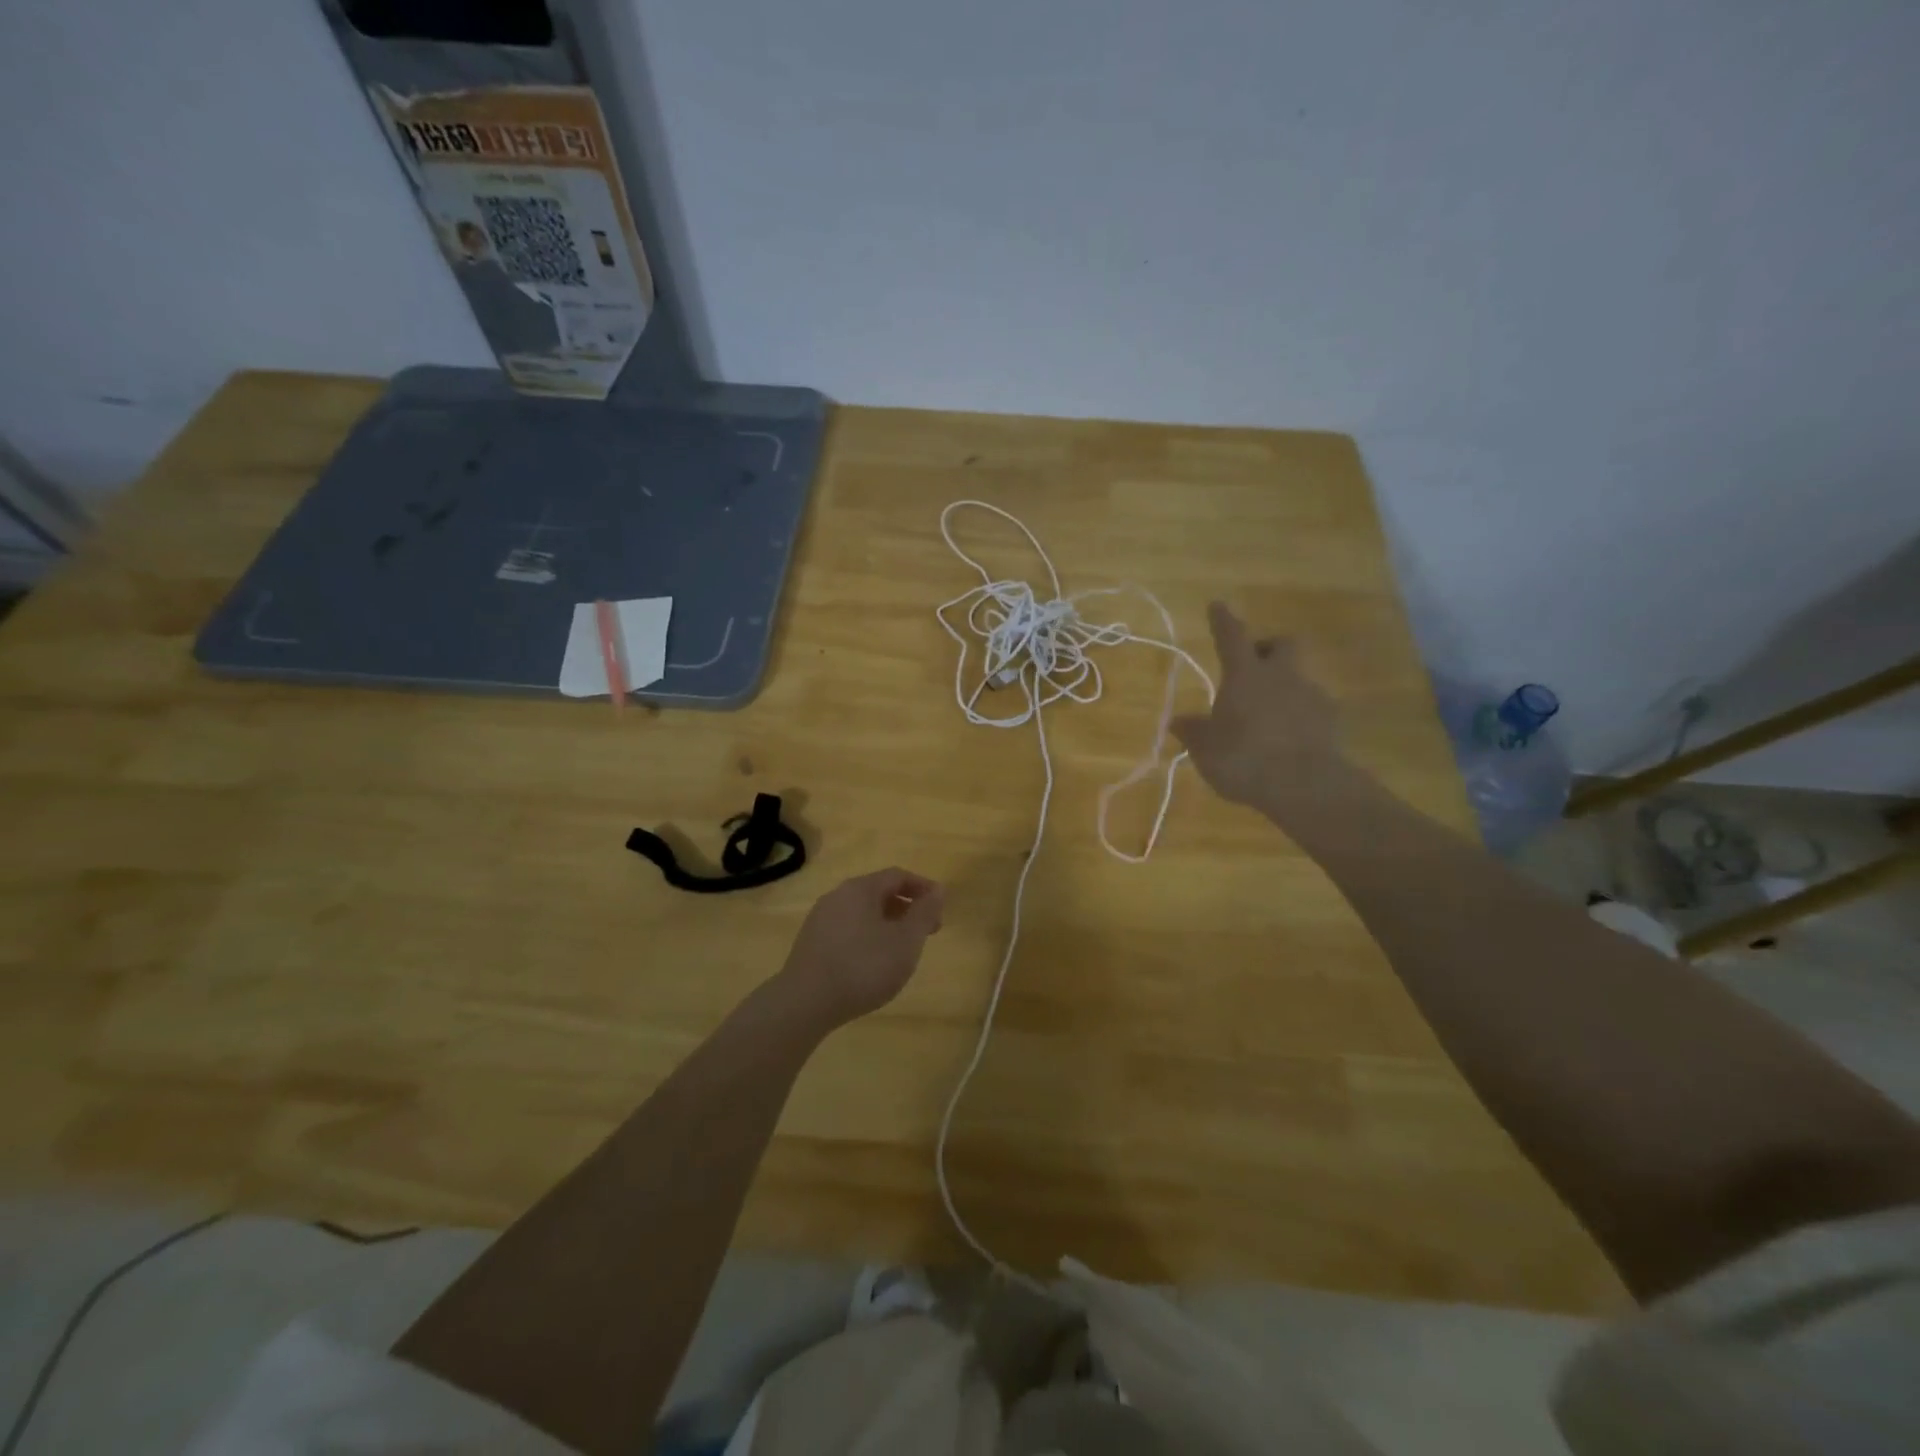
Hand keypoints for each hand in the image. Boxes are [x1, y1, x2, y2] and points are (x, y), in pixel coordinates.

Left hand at [777, 868, 945, 1031]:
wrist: (804, 1003)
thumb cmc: (863, 966)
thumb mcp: (905, 941)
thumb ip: (924, 913)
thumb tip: (938, 889)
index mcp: (860, 889)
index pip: (897, 876)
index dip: (923, 888)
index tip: (941, 907)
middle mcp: (837, 896)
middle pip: (878, 892)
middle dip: (907, 908)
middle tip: (927, 931)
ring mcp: (820, 920)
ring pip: (862, 912)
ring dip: (888, 924)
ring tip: (902, 949)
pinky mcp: (810, 943)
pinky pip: (847, 930)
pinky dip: (868, 937)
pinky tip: (873, 963)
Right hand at [1173, 601, 1341, 809]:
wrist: (1306, 787)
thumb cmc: (1244, 759)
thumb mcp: (1206, 749)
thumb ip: (1193, 732)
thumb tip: (1176, 722)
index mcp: (1245, 676)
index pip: (1232, 637)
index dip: (1223, 621)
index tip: (1217, 605)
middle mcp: (1281, 676)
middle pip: (1282, 644)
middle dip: (1267, 649)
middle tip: (1252, 667)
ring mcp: (1312, 696)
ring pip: (1298, 678)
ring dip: (1282, 688)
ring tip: (1265, 719)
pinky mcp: (1331, 722)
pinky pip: (1311, 709)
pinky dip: (1298, 717)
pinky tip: (1287, 740)